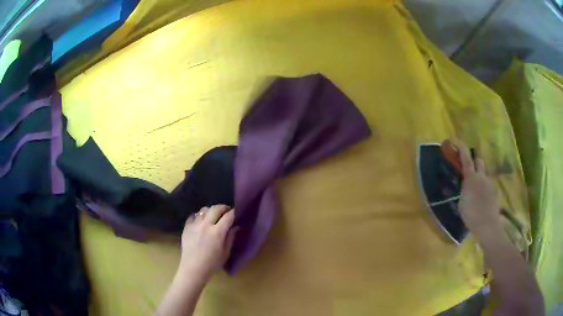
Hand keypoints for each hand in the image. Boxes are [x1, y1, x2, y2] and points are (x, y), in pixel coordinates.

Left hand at [179, 205, 237, 280]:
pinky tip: (201, 221)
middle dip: (223, 208)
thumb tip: (236, 226)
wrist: (193, 268)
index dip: (234, 212)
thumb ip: (231, 238)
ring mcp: (194, 224)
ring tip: (213, 215)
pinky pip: (193, 215)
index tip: (236, 212)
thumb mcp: (226, 252)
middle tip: (226, 211)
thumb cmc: (212, 263)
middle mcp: (206, 225)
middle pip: (215, 208)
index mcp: (217, 232)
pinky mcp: (186, 227)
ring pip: (204, 210)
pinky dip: (199, 216)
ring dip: (210, 211)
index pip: (228, 216)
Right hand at [457, 142, 501, 238]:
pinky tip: (481, 199)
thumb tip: (461, 185)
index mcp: (471, 178)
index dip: (462, 149)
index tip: (458, 141)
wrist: (487, 224)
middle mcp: (481, 177)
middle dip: (474, 161)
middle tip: (469, 168)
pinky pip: (488, 185)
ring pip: (484, 174)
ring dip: (479, 176)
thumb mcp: (461, 204)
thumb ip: (462, 191)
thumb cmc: (471, 214)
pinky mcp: (494, 191)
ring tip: (475, 189)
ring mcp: (489, 183)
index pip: (466, 159)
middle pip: (479, 161)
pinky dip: (484, 188)